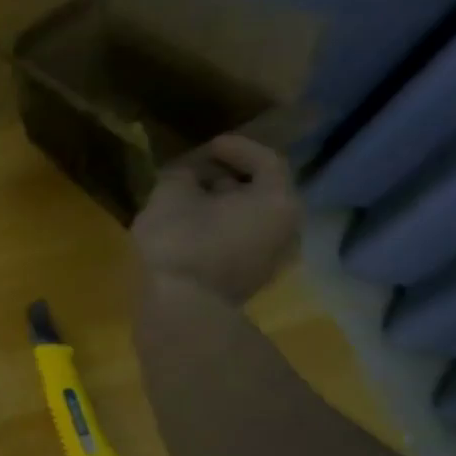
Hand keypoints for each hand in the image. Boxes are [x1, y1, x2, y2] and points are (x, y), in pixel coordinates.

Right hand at [131, 135, 299, 304]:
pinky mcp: (247, 282)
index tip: (208, 145)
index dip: (236, 148)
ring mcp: (270, 260)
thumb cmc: (181, 243)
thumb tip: (187, 174)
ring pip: (247, 220)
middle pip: (260, 192)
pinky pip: (237, 243)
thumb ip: (181, 175)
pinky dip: (217, 230)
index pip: (266, 160)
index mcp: (277, 200)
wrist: (179, 310)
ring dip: (220, 207)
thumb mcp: (170, 196)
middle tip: (194, 174)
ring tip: (187, 203)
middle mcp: (285, 228)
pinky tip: (188, 231)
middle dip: (227, 179)